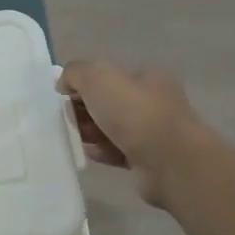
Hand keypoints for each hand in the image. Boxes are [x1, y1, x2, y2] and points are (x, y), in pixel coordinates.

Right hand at [57, 61, 207, 206]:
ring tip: (76, 138)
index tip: (65, 97)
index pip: (109, 76)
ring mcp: (153, 132)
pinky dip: (102, 152)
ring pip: (112, 129)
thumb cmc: (135, 113)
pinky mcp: (148, 160)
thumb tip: (64, 83)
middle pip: (109, 103)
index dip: (84, 84)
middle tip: (69, 120)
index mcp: (147, 78)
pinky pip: (118, 152)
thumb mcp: (98, 78)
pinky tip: (89, 153)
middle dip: (85, 110)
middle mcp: (153, 102)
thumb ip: (76, 73)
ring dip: (91, 132)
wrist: (169, 162)